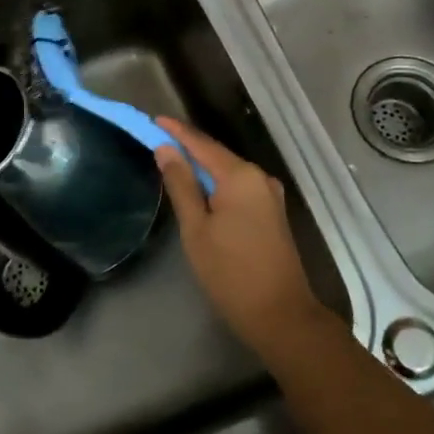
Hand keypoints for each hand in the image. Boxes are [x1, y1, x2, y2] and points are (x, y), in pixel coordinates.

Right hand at [154, 117, 322, 353]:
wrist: (280, 314)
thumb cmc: (230, 272)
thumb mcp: (196, 229)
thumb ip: (181, 185)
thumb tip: (166, 150)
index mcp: (240, 176)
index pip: (201, 144)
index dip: (176, 132)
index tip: (153, 120)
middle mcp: (259, 177)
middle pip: (217, 155)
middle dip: (188, 148)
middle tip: (157, 142)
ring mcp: (269, 195)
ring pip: (229, 172)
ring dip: (202, 168)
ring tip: (172, 164)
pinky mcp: (272, 212)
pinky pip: (239, 187)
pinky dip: (218, 184)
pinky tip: (200, 190)